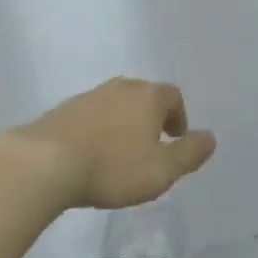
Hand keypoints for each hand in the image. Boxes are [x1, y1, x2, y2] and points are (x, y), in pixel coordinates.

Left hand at [14, 78, 215, 209]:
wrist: (46, 162)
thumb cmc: (113, 167)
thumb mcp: (162, 170)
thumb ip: (190, 153)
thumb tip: (211, 137)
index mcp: (149, 96)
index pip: (173, 97)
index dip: (179, 117)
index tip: (175, 139)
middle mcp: (122, 87)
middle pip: (144, 96)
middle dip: (152, 117)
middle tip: (151, 145)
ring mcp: (90, 95)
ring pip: (117, 103)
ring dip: (124, 122)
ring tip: (121, 151)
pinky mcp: (64, 109)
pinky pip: (92, 115)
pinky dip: (99, 128)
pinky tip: (92, 153)